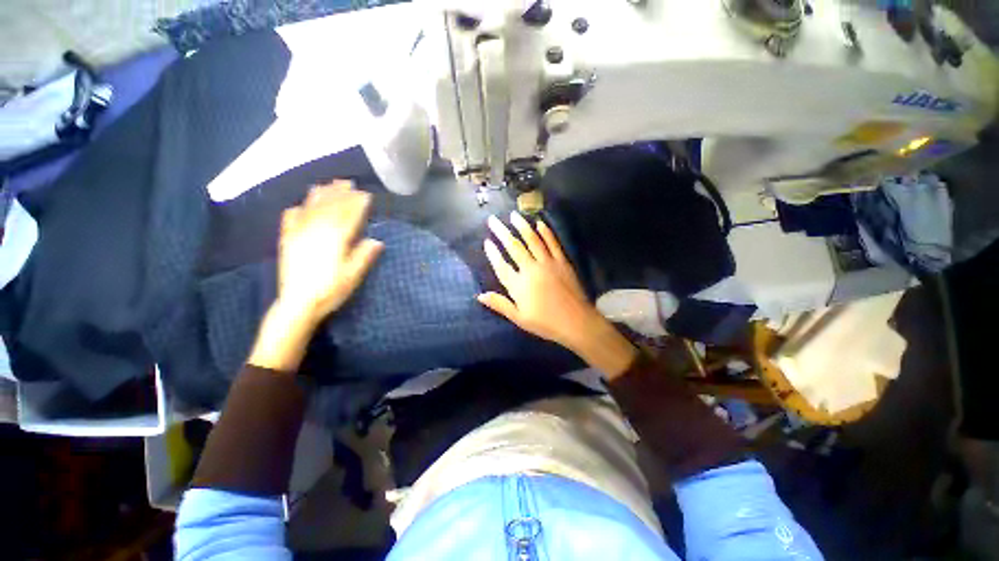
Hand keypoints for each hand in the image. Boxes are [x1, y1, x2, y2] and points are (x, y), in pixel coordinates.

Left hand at [249, 181, 382, 371]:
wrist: (298, 304)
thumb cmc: (330, 291)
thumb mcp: (353, 276)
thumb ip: (364, 256)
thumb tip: (376, 241)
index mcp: (335, 240)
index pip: (349, 216)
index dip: (357, 204)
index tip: (365, 194)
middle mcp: (317, 232)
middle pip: (330, 207)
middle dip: (340, 194)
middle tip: (348, 182)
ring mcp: (299, 234)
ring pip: (311, 208)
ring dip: (321, 195)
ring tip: (328, 185)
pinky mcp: (287, 240)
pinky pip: (291, 219)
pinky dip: (297, 209)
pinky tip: (300, 205)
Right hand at [478, 212, 636, 376]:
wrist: (576, 322)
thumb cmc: (546, 323)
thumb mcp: (519, 318)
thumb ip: (500, 304)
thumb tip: (480, 295)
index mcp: (519, 285)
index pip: (501, 265)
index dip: (492, 253)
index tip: (486, 241)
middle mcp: (531, 269)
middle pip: (514, 247)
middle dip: (501, 232)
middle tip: (493, 220)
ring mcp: (548, 263)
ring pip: (532, 240)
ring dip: (522, 226)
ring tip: (513, 215)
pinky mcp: (562, 261)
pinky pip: (553, 243)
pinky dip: (546, 232)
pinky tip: (540, 222)